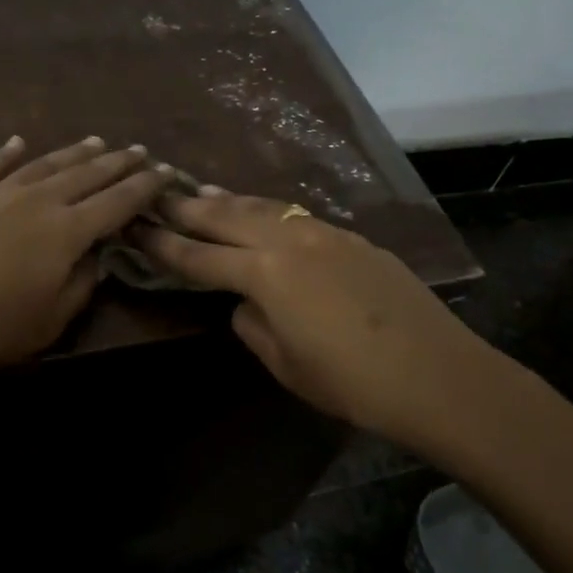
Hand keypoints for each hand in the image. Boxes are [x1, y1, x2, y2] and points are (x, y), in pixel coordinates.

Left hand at [0, 136, 169, 388]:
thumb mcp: (49, 323)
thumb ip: (81, 286)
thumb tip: (98, 257)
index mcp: (65, 232)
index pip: (117, 202)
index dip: (144, 187)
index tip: (164, 172)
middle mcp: (35, 201)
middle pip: (85, 175)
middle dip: (116, 162)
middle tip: (138, 151)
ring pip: (42, 164)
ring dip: (72, 153)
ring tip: (95, 141)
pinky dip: (5, 153)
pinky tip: (18, 143)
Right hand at [134, 191, 500, 444]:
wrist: (436, 373)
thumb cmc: (351, 382)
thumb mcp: (286, 364)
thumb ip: (253, 325)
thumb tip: (245, 303)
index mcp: (265, 274)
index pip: (199, 257)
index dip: (163, 244)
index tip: (135, 228)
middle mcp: (289, 240)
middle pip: (226, 216)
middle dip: (187, 205)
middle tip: (156, 190)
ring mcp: (323, 233)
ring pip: (263, 207)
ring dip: (227, 200)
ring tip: (202, 191)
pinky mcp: (351, 238)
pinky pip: (295, 216)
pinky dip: (267, 211)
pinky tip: (262, 214)